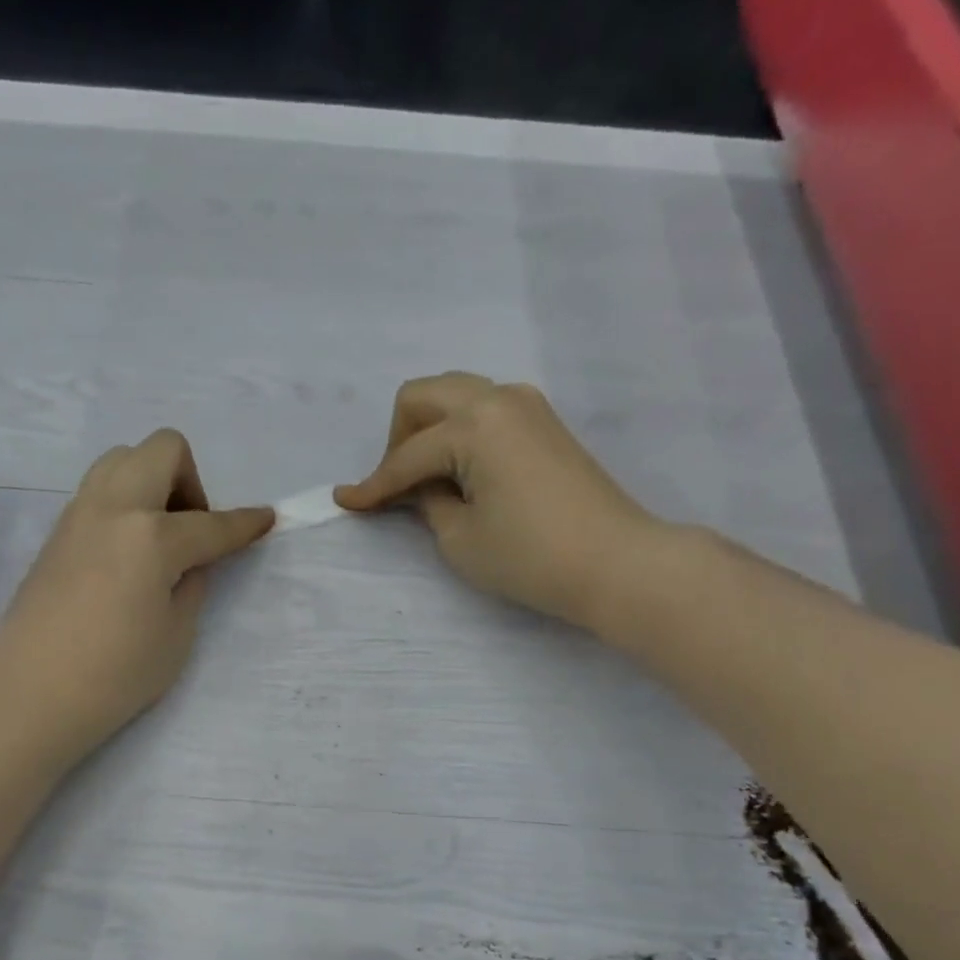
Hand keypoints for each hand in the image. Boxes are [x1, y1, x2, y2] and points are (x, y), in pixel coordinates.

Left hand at [0, 430, 273, 764]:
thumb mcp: (177, 634)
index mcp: (151, 536)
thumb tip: (192, 559)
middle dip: (191, 481)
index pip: (211, 523)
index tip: (266, 519)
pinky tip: (127, 555)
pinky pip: (99, 491)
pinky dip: (125, 504)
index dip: (245, 524)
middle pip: (161, 450)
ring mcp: (78, 515)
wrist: (33, 695)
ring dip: (153, 483)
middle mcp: (113, 508)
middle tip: (192, 533)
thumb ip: (193, 583)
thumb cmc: (116, 675)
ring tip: (159, 539)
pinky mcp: (57, 533)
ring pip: (123, 460)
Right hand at [335, 373, 672, 634]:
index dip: (372, 485)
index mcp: (474, 423)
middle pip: (424, 396)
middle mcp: (499, 398)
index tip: (344, 502)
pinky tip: (460, 474)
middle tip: (396, 488)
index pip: (407, 456)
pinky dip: (460, 434)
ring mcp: (528, 406)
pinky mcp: (545, 424)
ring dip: (429, 431)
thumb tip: (421, 488)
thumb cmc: (529, 557)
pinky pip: (484, 412)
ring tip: (428, 483)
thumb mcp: (459, 538)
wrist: (615, 562)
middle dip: (398, 439)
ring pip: (456, 397)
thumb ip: (428, 503)